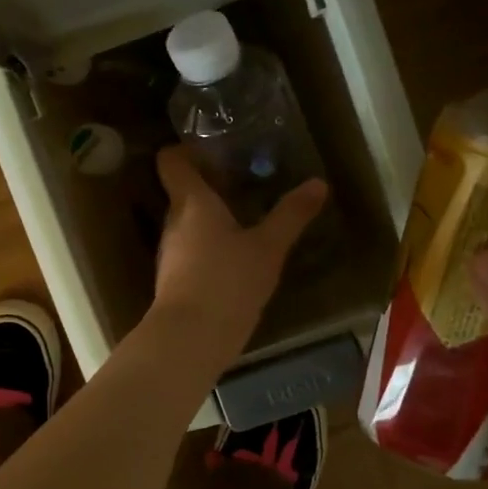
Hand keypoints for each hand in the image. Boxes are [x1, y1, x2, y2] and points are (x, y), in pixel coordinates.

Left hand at [150, 147, 326, 361]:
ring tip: (246, 216)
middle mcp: (173, 221)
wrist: (190, 339)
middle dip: (210, 184)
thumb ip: (291, 215)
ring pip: (187, 221)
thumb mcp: (268, 248)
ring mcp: (170, 252)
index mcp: (191, 201)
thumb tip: (318, 183)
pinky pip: (190, 249)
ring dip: (211, 217)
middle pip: (183, 190)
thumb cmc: (227, 282)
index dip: (187, 149)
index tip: (215, 149)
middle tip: (244, 180)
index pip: (171, 159)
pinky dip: (209, 245)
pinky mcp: (174, 279)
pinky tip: (236, 256)